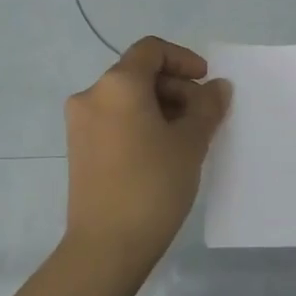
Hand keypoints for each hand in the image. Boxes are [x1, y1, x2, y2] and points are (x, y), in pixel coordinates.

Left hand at [64, 36, 231, 267]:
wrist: (106, 245)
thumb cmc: (153, 185)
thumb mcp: (190, 142)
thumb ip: (207, 107)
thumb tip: (217, 87)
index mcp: (117, 84)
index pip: (151, 50)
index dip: (183, 59)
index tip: (205, 83)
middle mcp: (92, 96)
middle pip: (138, 74)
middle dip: (175, 88)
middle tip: (203, 118)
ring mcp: (80, 124)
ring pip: (127, 99)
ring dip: (160, 108)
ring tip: (187, 139)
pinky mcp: (79, 149)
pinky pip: (115, 121)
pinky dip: (141, 124)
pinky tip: (163, 153)